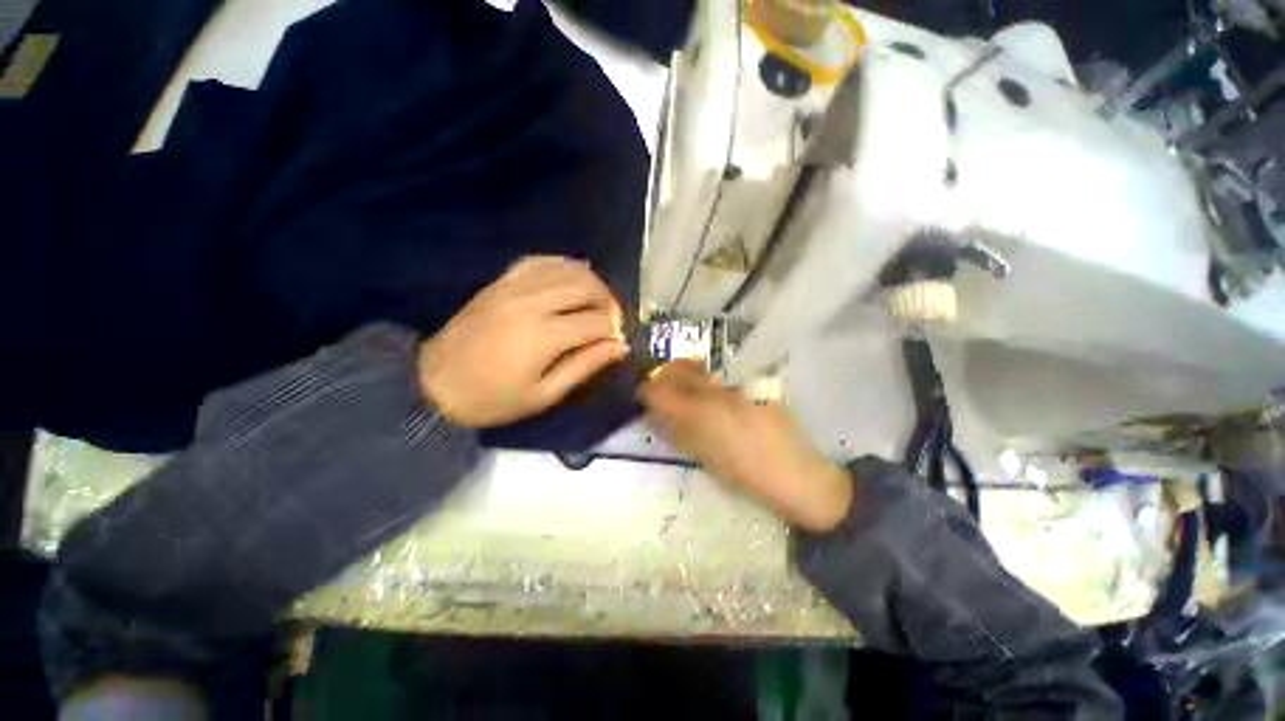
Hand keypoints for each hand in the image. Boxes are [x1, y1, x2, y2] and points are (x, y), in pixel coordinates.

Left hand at [419, 256, 628, 427]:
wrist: (434, 385)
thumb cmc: (493, 399)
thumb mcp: (544, 394)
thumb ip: (585, 366)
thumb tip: (620, 346)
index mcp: (544, 335)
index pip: (596, 321)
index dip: (614, 329)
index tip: (618, 340)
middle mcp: (532, 302)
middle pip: (586, 285)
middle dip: (609, 300)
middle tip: (612, 319)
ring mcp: (513, 286)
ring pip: (566, 268)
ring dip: (590, 281)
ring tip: (596, 300)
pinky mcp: (500, 281)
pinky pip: (539, 261)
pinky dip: (562, 265)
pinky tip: (570, 279)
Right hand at [639, 360, 852, 532]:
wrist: (798, 475)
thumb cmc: (746, 475)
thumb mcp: (704, 459)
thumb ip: (677, 433)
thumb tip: (655, 417)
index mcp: (699, 413)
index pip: (658, 390)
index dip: (645, 391)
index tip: (643, 398)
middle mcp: (715, 391)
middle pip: (678, 369)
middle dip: (664, 376)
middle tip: (662, 391)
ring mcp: (735, 386)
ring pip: (700, 371)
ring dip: (686, 377)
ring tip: (686, 394)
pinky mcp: (751, 385)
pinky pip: (720, 379)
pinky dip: (708, 384)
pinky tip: (714, 400)